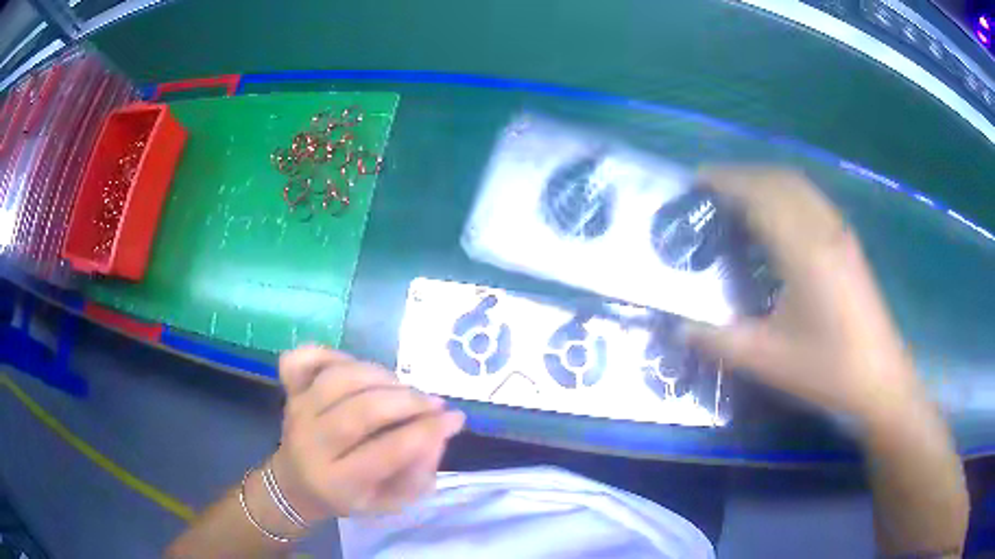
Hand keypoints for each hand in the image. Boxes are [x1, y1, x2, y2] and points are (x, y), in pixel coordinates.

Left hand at [269, 346, 464, 522]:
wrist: (296, 483)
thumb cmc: (349, 496)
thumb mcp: (390, 502)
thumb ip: (418, 475)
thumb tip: (440, 431)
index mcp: (337, 482)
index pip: (386, 452)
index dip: (426, 432)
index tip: (455, 419)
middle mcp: (312, 444)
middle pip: (361, 411)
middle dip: (408, 402)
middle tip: (434, 403)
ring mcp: (297, 411)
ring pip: (340, 379)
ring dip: (381, 377)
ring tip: (403, 388)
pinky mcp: (290, 390)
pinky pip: (305, 358)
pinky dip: (332, 354)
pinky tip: (357, 366)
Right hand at [684, 167, 923, 420]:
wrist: (879, 379)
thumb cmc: (826, 369)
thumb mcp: (766, 360)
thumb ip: (718, 342)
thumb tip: (679, 331)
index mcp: (803, 250)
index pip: (759, 194)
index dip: (725, 180)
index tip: (695, 181)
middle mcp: (823, 228)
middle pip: (778, 179)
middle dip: (741, 175)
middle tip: (710, 189)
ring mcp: (839, 231)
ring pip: (798, 185)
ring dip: (764, 180)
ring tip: (738, 197)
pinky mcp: (847, 241)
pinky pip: (811, 198)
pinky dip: (786, 192)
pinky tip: (777, 216)